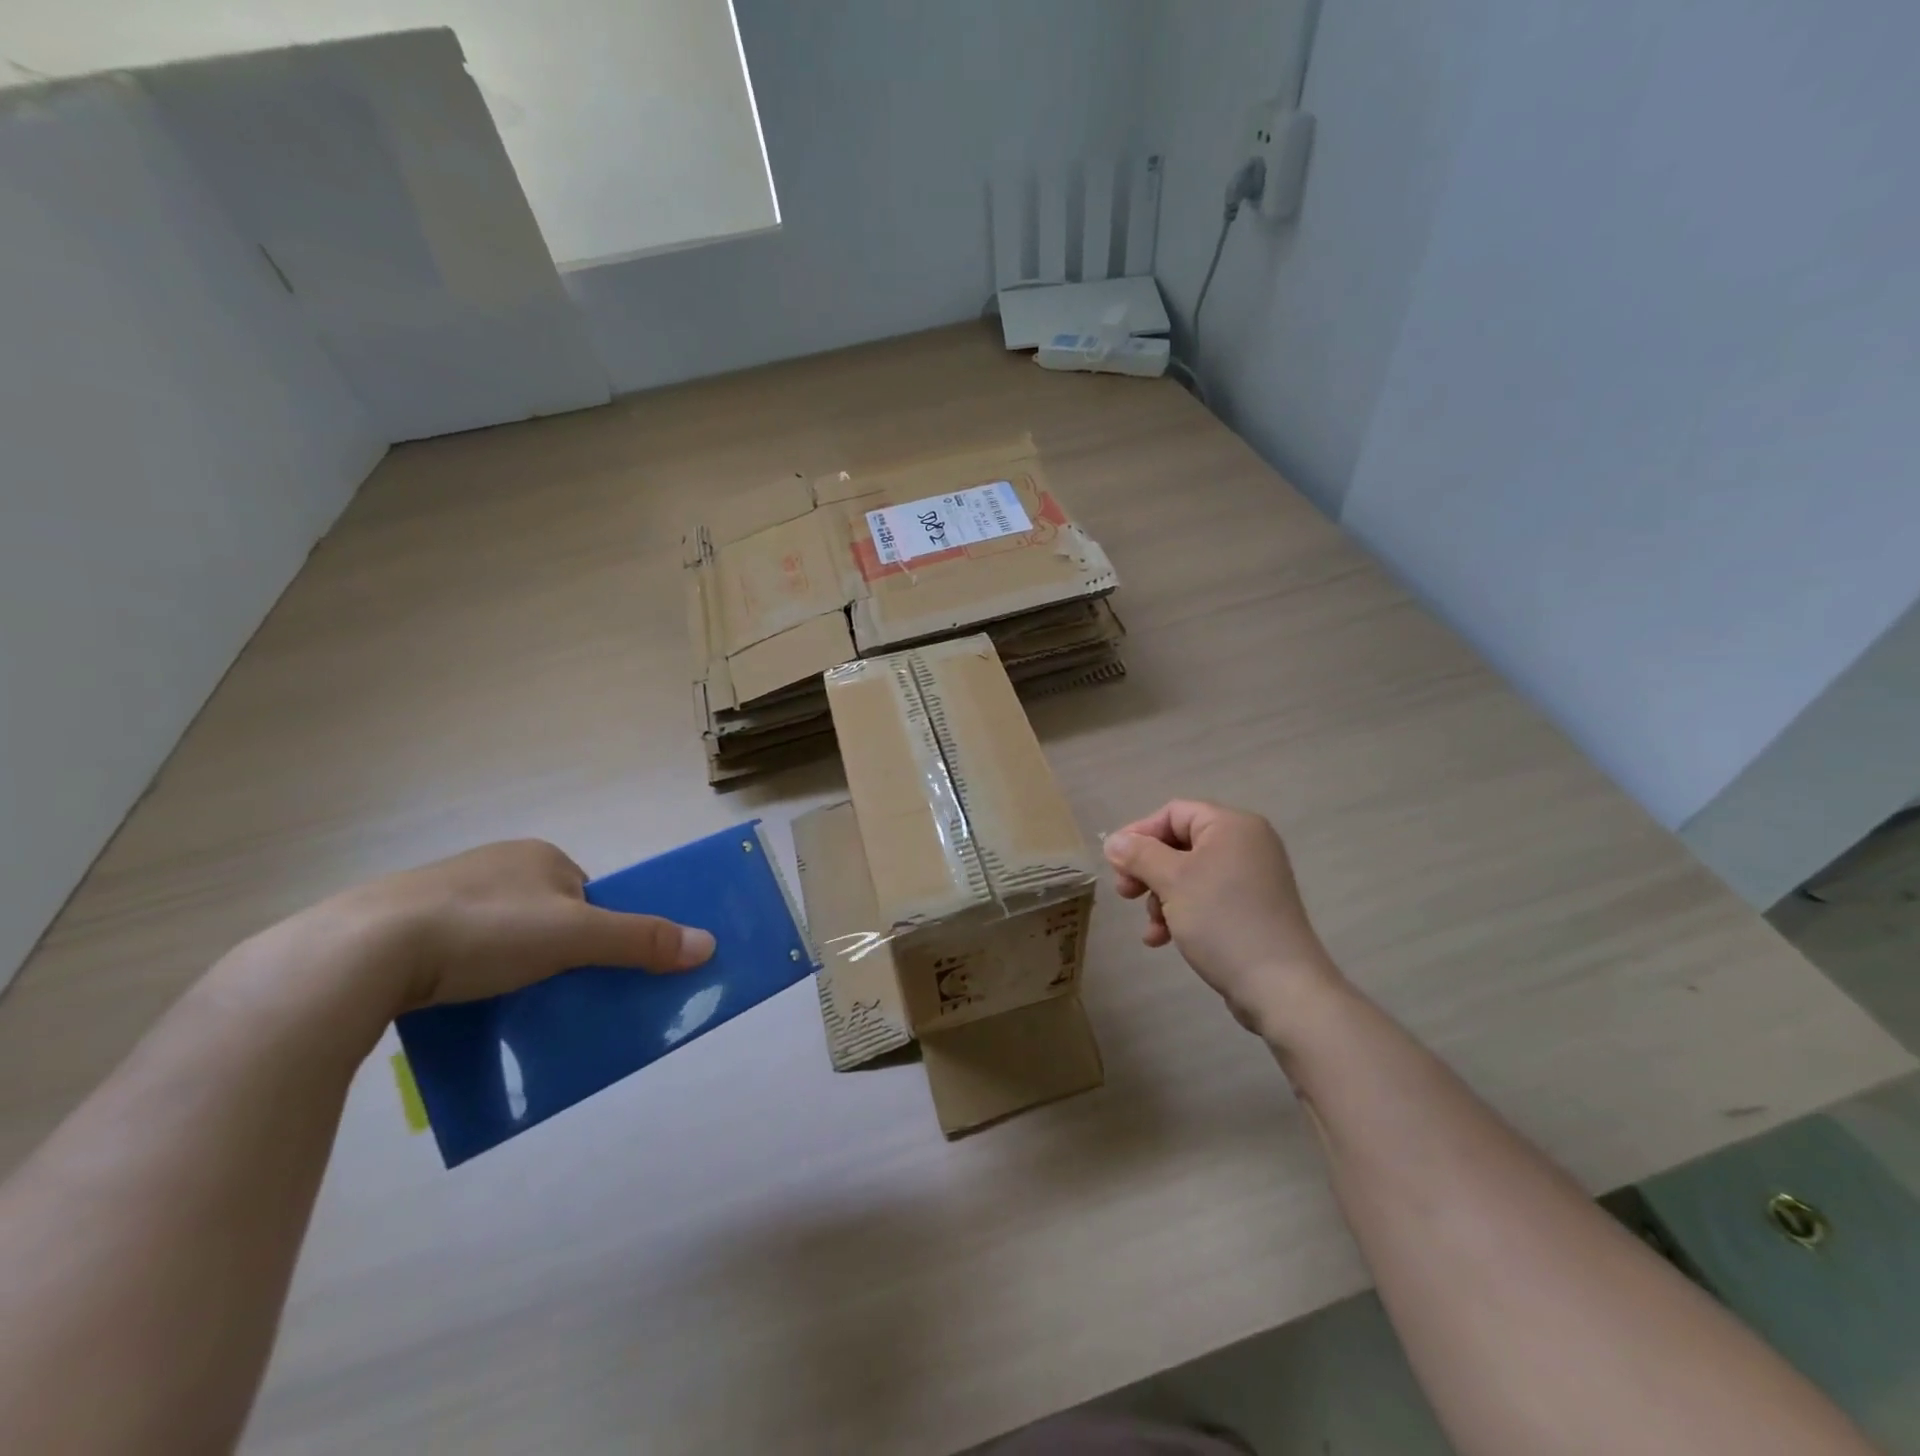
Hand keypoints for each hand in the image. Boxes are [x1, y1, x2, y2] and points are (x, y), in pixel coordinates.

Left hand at [329, 840, 715, 1014]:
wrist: (359, 953)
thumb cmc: (484, 928)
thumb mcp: (574, 936)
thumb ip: (640, 940)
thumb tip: (708, 944)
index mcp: (538, 856)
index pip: (587, 894)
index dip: (598, 930)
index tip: (590, 967)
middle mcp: (494, 866)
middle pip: (547, 916)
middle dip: (556, 953)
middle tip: (556, 992)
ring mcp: (442, 894)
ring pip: (500, 937)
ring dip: (511, 968)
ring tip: (507, 1005)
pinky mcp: (399, 927)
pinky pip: (455, 952)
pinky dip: (467, 976)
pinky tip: (459, 1003)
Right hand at [1104, 800, 1341, 1037]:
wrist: (1281, 987)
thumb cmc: (1223, 920)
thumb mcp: (1172, 881)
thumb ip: (1139, 855)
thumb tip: (1114, 841)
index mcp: (1232, 826)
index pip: (1174, 813)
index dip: (1140, 834)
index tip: (1115, 863)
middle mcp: (1245, 844)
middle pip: (1179, 844)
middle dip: (1147, 870)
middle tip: (1125, 894)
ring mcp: (1250, 879)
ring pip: (1187, 875)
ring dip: (1160, 897)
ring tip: (1151, 926)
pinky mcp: (1251, 910)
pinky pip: (1205, 898)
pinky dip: (1180, 912)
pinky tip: (1162, 939)